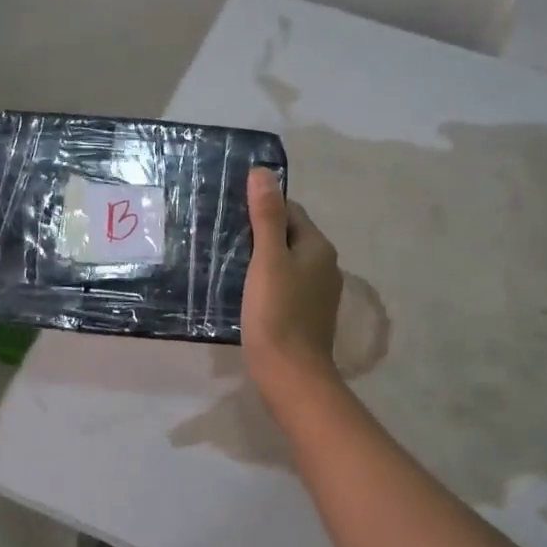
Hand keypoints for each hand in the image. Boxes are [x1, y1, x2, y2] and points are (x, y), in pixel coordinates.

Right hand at [241, 167, 342, 401]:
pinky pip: (284, 285)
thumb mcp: (267, 260)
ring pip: (285, 262)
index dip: (261, 206)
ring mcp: (317, 293)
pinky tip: (242, 290)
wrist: (291, 375)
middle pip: (288, 235)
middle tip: (221, 235)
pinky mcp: (306, 314)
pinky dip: (265, 281)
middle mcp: (324, 265)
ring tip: (226, 260)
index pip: (290, 210)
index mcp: (318, 247)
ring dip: (260, 258)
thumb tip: (263, 172)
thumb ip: (266, 216)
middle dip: (258, 232)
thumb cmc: (277, 314)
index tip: (229, 212)